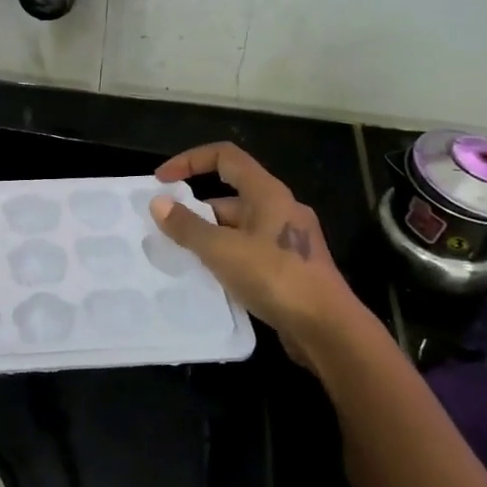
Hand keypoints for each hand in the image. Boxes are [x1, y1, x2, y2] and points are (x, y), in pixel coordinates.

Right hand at [148, 143, 377, 369]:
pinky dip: (225, 257)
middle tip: (165, 231)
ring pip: (238, 227)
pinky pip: (248, 251)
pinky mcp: (289, 267)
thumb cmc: (276, 278)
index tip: (161, 181)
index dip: (190, 161)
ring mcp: (287, 239)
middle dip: (195, 210)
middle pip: (229, 195)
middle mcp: (280, 209)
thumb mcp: (222, 250)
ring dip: (209, 237)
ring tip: (179, 257)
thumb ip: (187, 226)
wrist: (327, 329)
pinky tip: (208, 278)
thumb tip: (159, 203)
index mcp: (268, 193)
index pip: (225, 157)